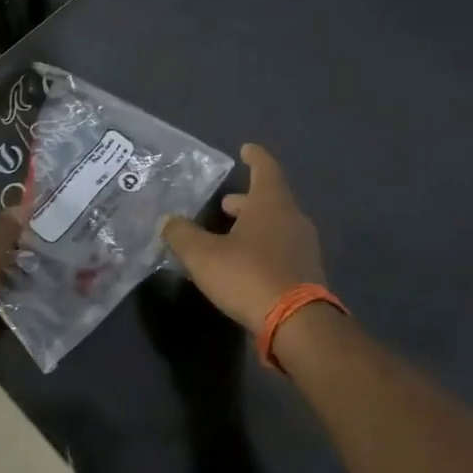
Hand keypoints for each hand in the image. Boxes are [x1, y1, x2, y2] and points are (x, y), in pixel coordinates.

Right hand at [160, 144, 325, 330]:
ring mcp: (303, 247)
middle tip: (225, 203)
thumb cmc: (248, 275)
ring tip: (228, 234)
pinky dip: (261, 248)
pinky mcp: (305, 273)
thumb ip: (181, 235)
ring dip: (253, 225)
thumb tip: (167, 221)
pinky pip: (280, 249)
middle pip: (270, 200)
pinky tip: (242, 263)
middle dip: (246, 200)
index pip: (265, 169)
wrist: (296, 323)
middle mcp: (292, 219)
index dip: (254, 157)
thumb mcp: (203, 255)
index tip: (245, 149)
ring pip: (275, 226)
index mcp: (271, 203)